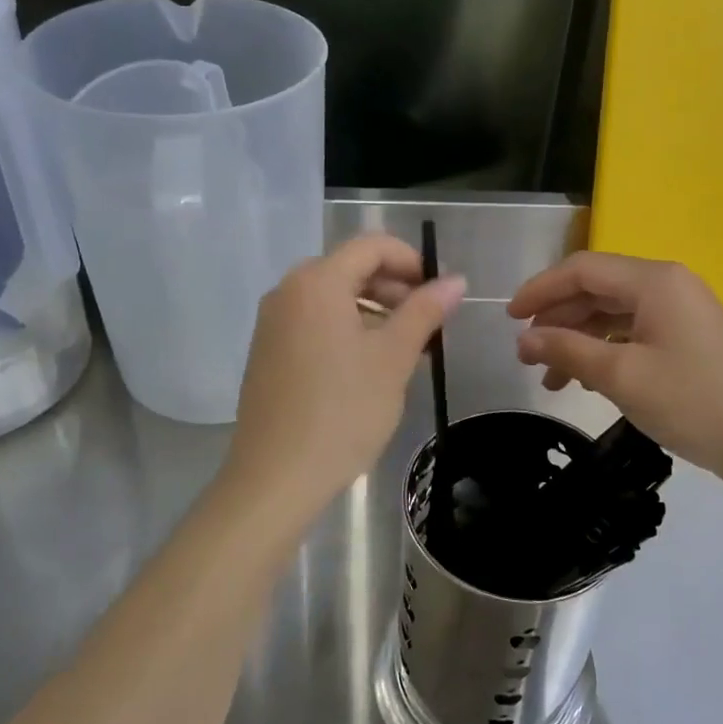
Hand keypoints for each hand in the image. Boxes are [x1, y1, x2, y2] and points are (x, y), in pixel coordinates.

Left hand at [226, 235, 465, 520]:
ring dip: (373, 311)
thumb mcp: (393, 358)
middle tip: (426, 325)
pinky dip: (346, 329)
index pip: (371, 246)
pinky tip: (366, 367)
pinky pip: (313, 322)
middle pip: (350, 269)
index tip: (438, 293)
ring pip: (332, 298)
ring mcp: (272, 322)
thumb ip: (425, 311)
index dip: (411, 261)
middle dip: (394, 288)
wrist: (276, 476)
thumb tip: (455, 280)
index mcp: (317, 282)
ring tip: (403, 350)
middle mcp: (287, 291)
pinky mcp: (267, 351)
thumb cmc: (343, 411)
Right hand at [509, 253, 722, 486]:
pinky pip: (634, 332)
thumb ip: (567, 350)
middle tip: (527, 354)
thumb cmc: (692, 402)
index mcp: (653, 281)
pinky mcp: (689, 337)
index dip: (540, 290)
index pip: (582, 270)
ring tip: (552, 378)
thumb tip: (523, 339)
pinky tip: (587, 379)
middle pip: (597, 289)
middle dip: (557, 318)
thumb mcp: (621, 376)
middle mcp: (668, 285)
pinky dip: (605, 350)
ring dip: (578, 340)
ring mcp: (682, 311)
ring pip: (614, 314)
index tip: (509, 319)